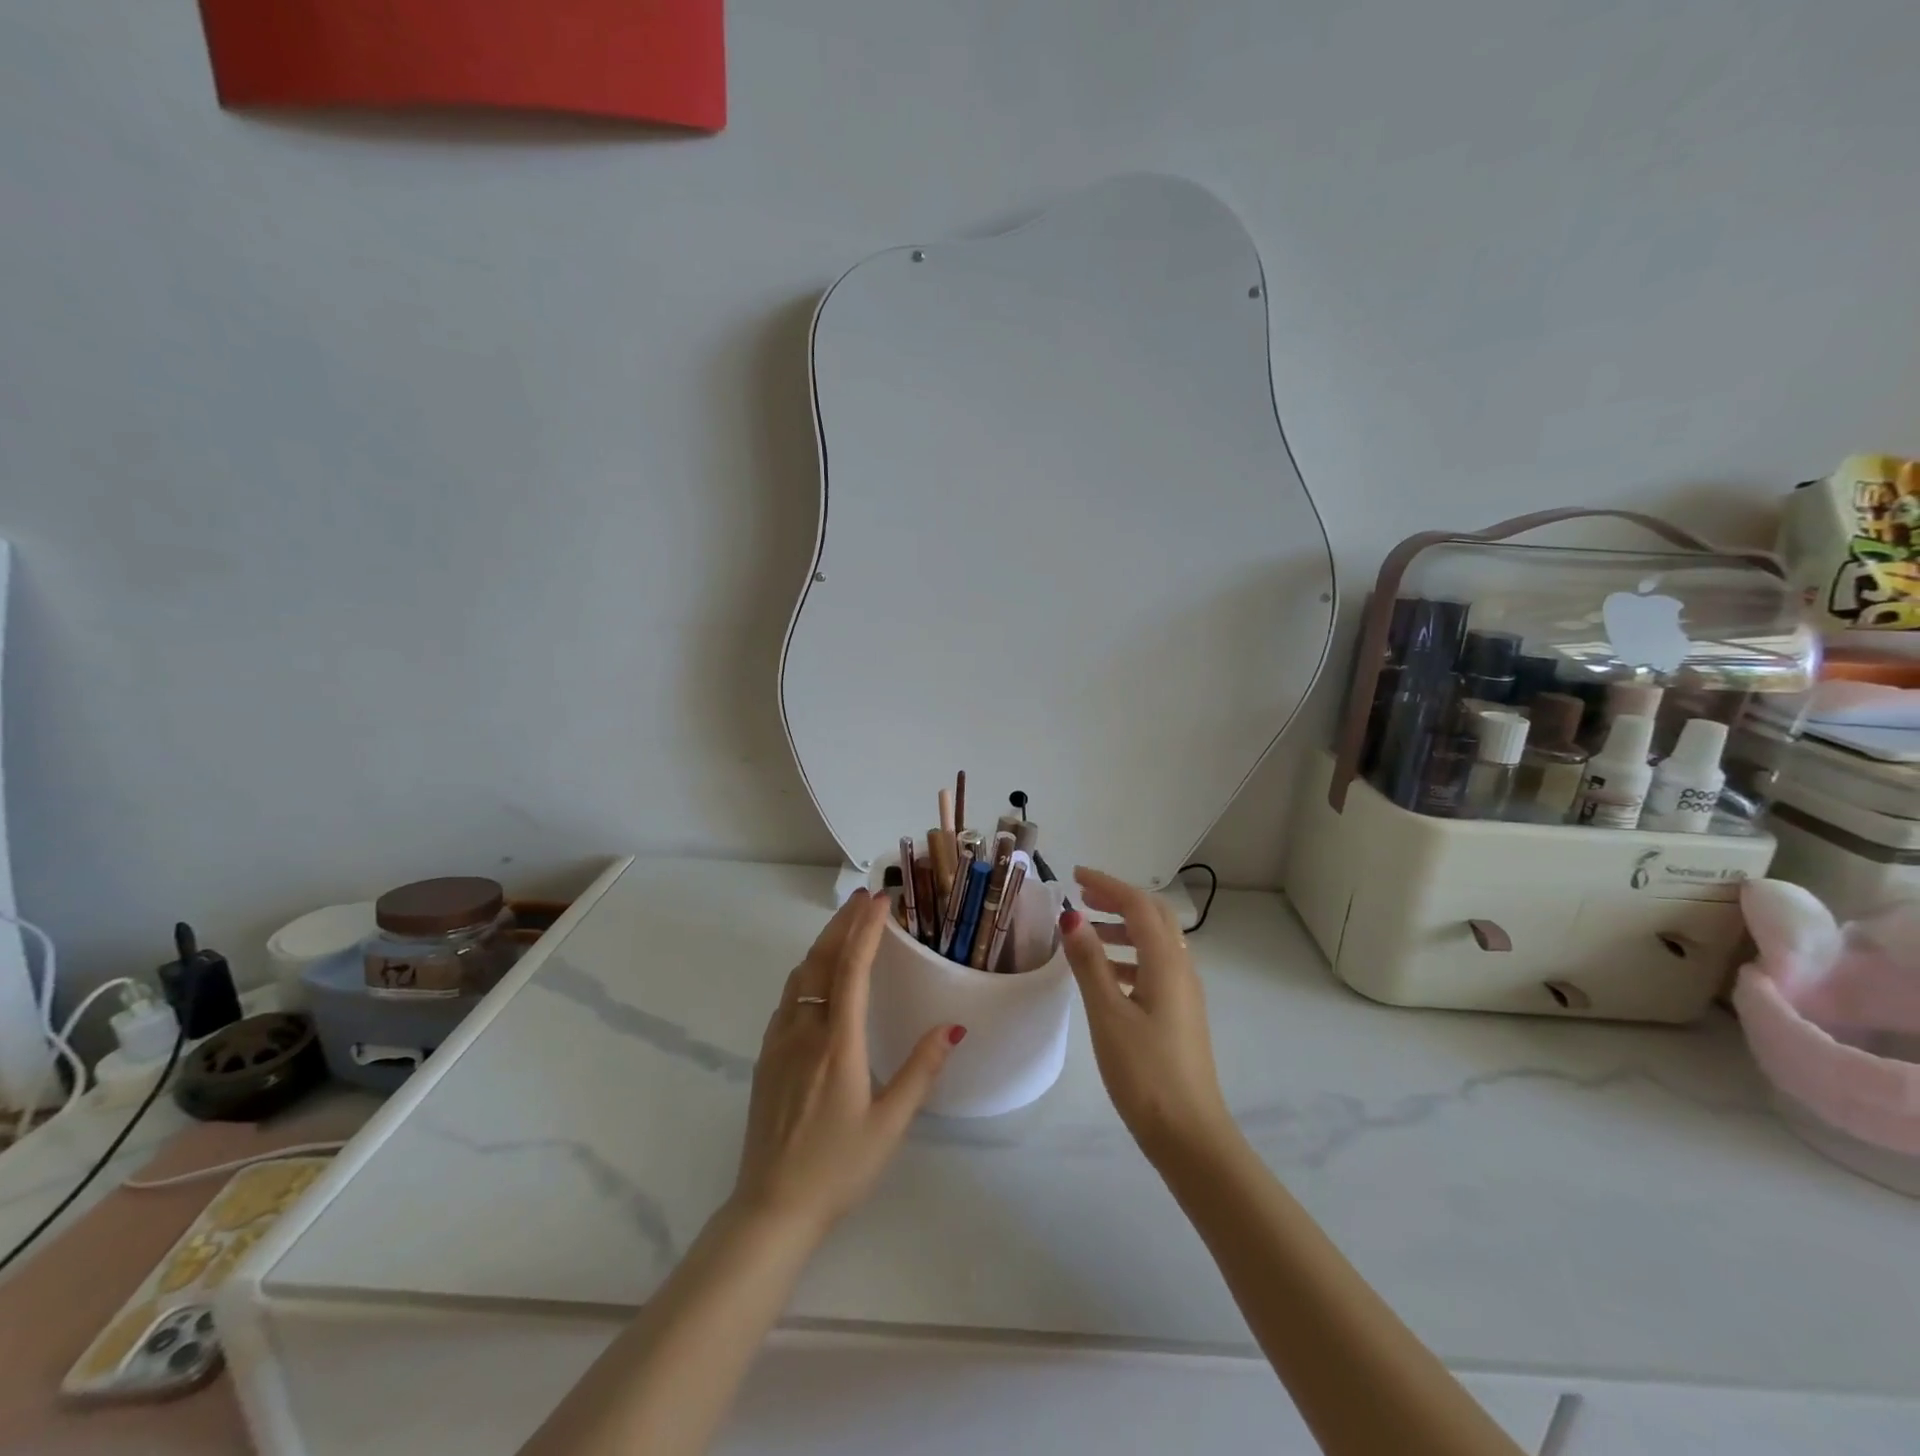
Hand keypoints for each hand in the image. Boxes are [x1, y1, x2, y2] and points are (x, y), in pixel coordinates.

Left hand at [732, 889, 962, 1239]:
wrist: (771, 1208)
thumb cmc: (838, 1168)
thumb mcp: (890, 1125)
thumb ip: (921, 1071)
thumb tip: (952, 1027)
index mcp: (837, 1045)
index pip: (851, 970)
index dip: (865, 930)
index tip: (879, 899)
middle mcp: (804, 1033)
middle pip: (820, 961)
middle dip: (841, 924)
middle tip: (863, 898)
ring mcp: (779, 1044)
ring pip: (799, 978)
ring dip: (822, 946)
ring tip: (844, 929)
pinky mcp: (766, 1059)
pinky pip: (787, 1000)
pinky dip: (806, 974)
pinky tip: (816, 981)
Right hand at [1060, 867, 1233, 1160]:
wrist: (1190, 1135)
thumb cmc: (1145, 1072)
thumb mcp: (1108, 1014)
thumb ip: (1090, 963)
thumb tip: (1072, 917)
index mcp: (1166, 963)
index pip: (1138, 905)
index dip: (1107, 884)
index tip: (1075, 876)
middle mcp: (1182, 969)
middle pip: (1153, 917)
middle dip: (1118, 900)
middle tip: (1082, 896)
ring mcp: (1185, 993)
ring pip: (1156, 942)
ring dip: (1123, 928)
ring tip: (1087, 934)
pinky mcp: (1181, 1014)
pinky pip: (1155, 967)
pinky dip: (1129, 957)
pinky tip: (1106, 976)